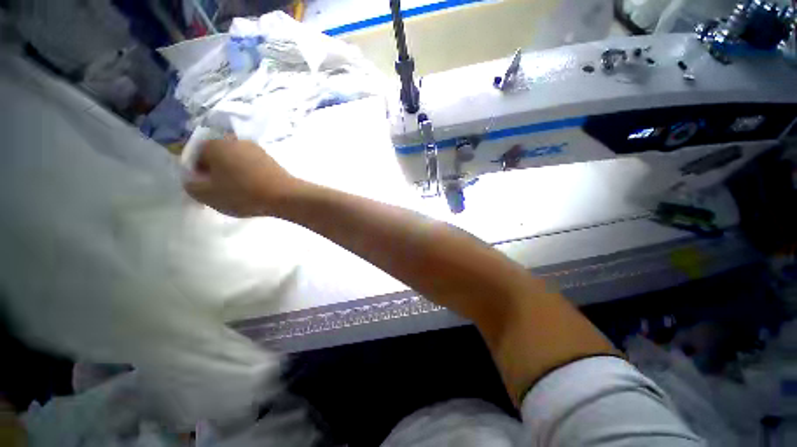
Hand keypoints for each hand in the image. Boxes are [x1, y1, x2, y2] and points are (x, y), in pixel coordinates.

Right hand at [184, 137, 300, 216]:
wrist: (284, 195)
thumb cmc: (242, 193)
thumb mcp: (206, 194)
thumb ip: (190, 184)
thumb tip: (193, 178)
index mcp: (214, 143)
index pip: (195, 156)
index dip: (197, 174)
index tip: (207, 189)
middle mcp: (235, 140)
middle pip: (217, 157)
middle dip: (216, 173)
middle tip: (222, 191)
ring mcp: (256, 148)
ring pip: (235, 161)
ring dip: (233, 174)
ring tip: (240, 192)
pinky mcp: (270, 158)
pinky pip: (251, 166)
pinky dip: (248, 175)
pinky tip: (254, 188)